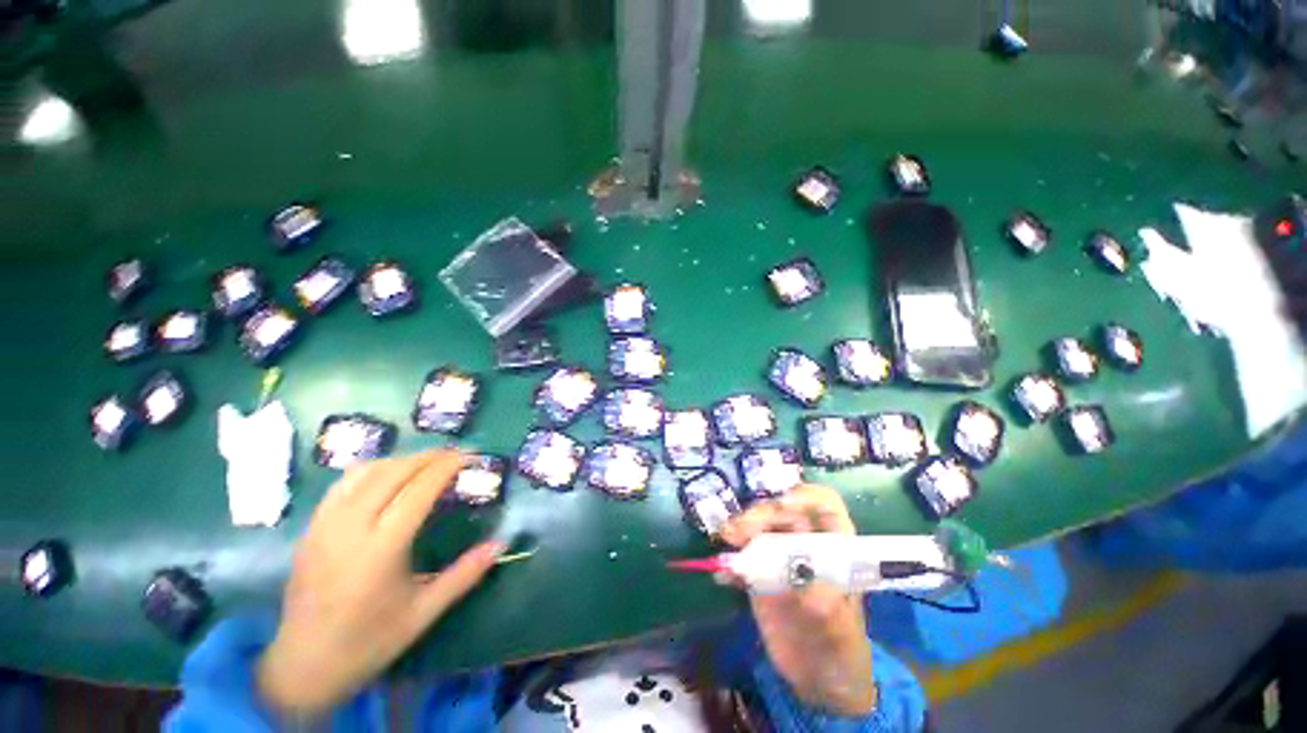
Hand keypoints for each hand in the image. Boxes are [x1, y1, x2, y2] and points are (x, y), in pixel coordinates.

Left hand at [256, 451, 503, 715]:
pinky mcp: (310, 528)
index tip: (470, 455)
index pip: (418, 490)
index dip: (446, 467)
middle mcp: (349, 528)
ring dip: (401, 460)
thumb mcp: (424, 612)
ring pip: (366, 472)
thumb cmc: (369, 640)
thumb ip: (465, 574)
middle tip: (455, 454)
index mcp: (380, 549)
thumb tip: (501, 544)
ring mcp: (324, 525)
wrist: (302, 665)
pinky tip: (387, 477)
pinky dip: (372, 470)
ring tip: (426, 462)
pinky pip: (344, 484)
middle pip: (393, 472)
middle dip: (428, 456)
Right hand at [719, 484, 876, 715]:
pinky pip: (741, 559)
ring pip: (757, 528)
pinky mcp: (758, 574)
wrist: (819, 679)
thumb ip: (824, 599)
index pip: (823, 505)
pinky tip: (722, 575)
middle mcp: (803, 542)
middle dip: (760, 514)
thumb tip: (801, 576)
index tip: (783, 507)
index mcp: (833, 545)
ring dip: (739, 528)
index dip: (804, 497)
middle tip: (740, 530)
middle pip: (781, 512)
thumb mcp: (840, 625)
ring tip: (726, 539)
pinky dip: (729, 563)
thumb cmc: (842, 646)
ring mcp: (778, 556)